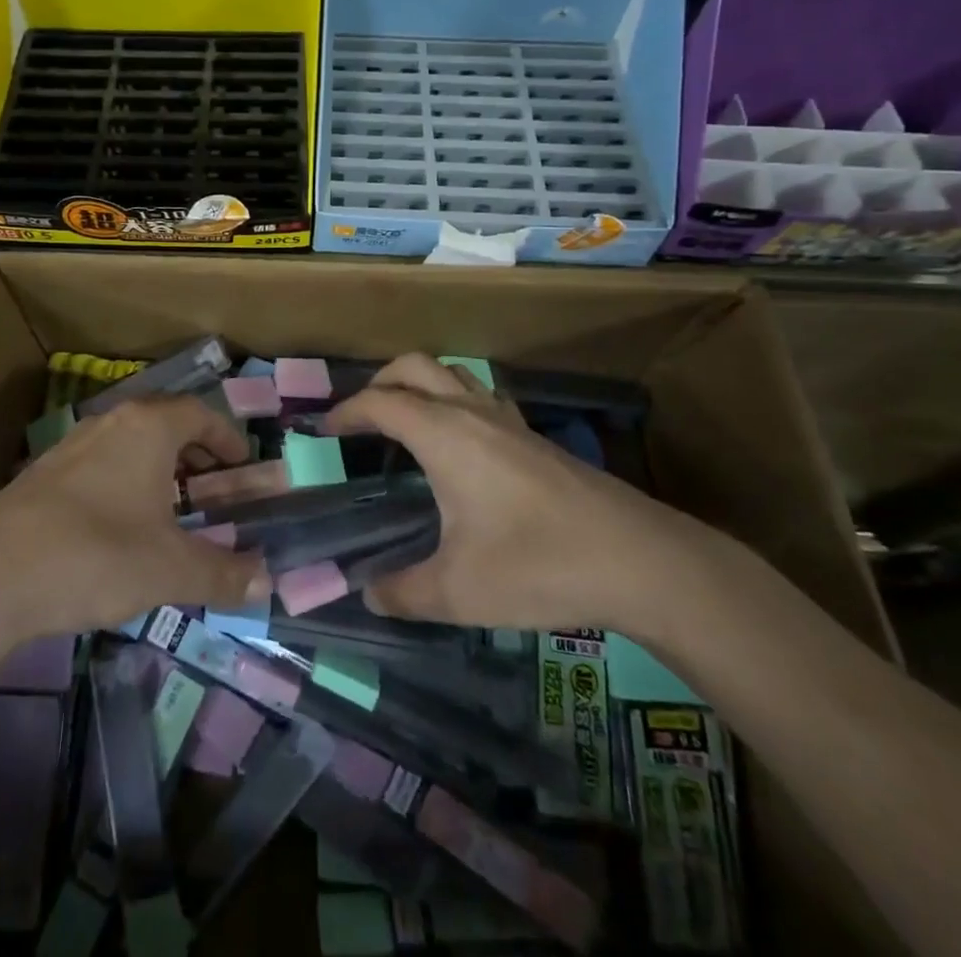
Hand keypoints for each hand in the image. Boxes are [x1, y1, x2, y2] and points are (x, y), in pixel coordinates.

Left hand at [0, 397, 270, 642]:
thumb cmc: (96, 556)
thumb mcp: (170, 570)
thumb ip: (224, 573)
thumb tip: (269, 582)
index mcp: (147, 428)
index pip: (200, 413)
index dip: (227, 437)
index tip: (243, 464)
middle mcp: (110, 423)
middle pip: (164, 422)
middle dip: (194, 452)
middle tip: (212, 485)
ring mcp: (70, 445)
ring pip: (128, 443)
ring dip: (157, 467)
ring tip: (169, 507)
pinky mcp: (40, 474)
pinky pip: (98, 464)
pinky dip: (122, 481)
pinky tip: (118, 526)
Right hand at [321, 355, 710, 638]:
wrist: (638, 559)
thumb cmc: (538, 565)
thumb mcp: (458, 591)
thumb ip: (403, 592)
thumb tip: (369, 594)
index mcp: (444, 434)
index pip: (380, 402)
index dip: (345, 412)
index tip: (322, 433)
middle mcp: (471, 412)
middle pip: (414, 366)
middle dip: (378, 383)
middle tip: (360, 421)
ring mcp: (508, 419)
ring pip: (451, 374)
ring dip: (419, 385)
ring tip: (404, 426)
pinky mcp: (534, 436)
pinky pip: (480, 396)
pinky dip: (453, 402)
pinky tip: (460, 447)